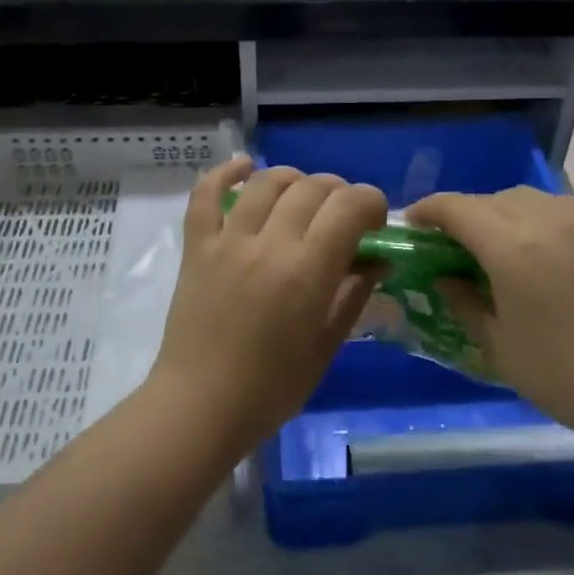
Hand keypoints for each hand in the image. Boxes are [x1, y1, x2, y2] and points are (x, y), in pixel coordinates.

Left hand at [150, 158, 387, 453]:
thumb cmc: (272, 388)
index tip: (374, 223)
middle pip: (312, 187)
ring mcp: (228, 241)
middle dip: (338, 192)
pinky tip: (244, 167)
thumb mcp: (327, 345)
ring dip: (293, 179)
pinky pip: (205, 195)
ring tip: (302, 197)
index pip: (350, 206)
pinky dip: (224, 173)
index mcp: (308, 271)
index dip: (371, 203)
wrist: (200, 407)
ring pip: (266, 182)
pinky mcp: (197, 246)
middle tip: (341, 217)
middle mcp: (269, 243)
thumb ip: (353, 295)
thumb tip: (377, 260)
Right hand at [406, 188, 573, 446]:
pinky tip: (531, 246)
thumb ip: (462, 300)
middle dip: (461, 215)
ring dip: (496, 212)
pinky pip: (554, 206)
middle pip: (488, 199)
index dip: (427, 211)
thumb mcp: (495, 343)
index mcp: (511, 247)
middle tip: (447, 244)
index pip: (456, 208)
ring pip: (522, 197)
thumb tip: (442, 276)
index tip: (411, 225)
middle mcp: (545, 219)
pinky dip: (531, 216)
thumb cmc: (559, 373)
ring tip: (489, 244)